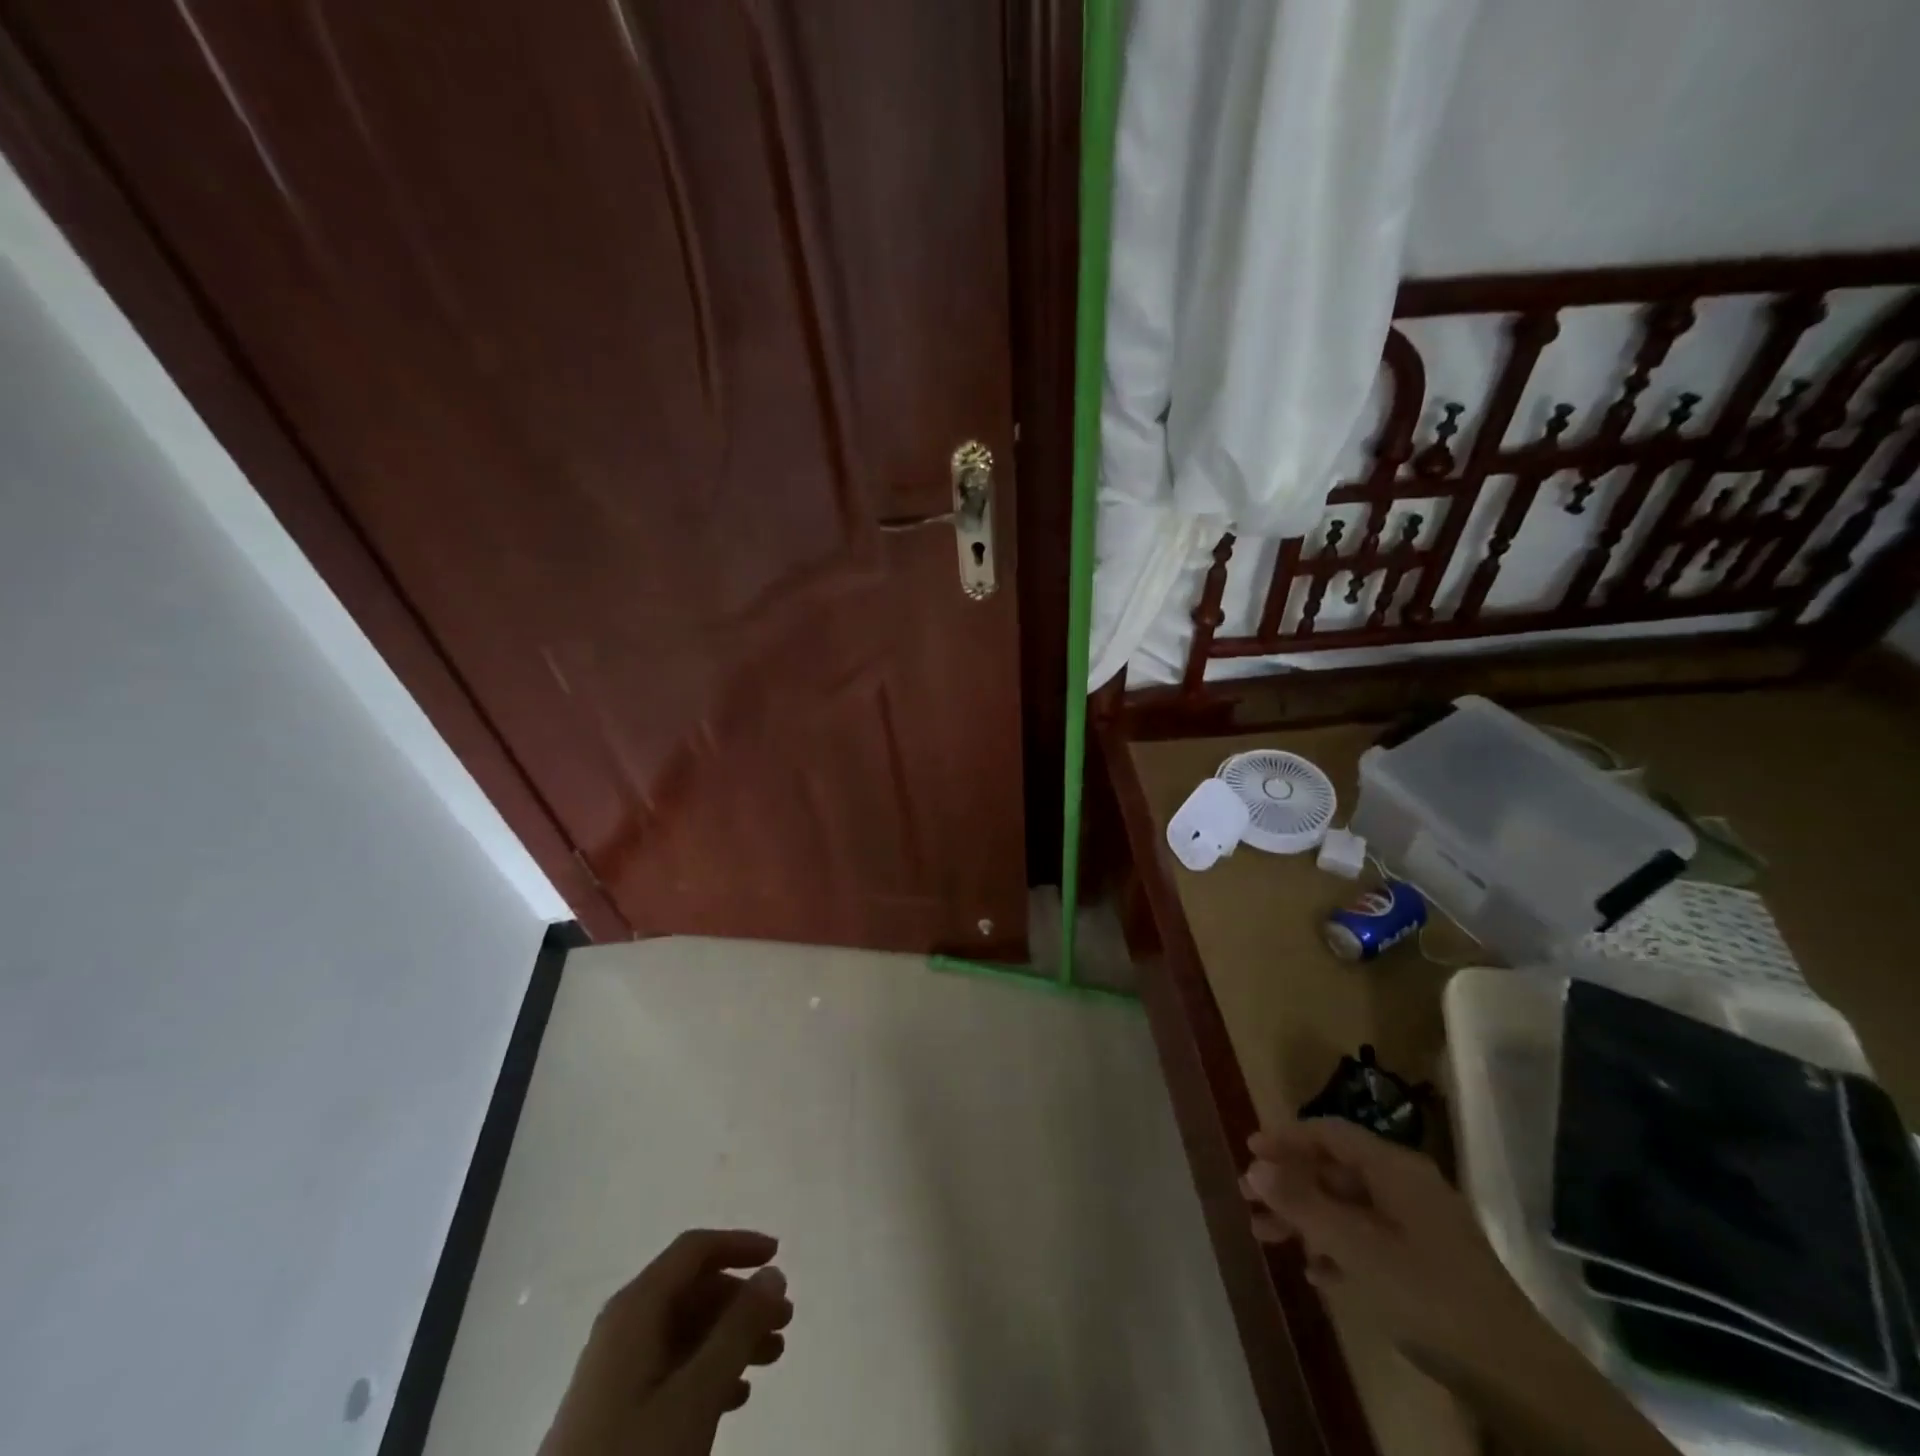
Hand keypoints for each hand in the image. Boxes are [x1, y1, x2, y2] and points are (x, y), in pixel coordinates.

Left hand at [539, 1229, 791, 1455]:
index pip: (693, 1251)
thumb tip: (773, 1273)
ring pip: (685, 1331)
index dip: (738, 1245)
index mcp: (634, 1310)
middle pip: (692, 1290)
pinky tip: (736, 1397)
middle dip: (742, 1301)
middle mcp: (622, 1329)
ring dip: (731, 1338)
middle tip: (784, 1323)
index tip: (779, 1256)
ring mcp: (616, 1372)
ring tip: (772, 1358)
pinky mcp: (614, 1412)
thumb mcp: (695, 1395)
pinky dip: (709, 1371)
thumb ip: (738, 1329)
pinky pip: (671, 1368)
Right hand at [1241, 1119, 1536, 1376]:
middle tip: (1248, 1198)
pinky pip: (1368, 1242)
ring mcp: (1419, 1228)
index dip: (1287, 1138)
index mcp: (1395, 1169)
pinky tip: (1315, 1274)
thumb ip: (1303, 1204)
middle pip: (1334, 1171)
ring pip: (1347, 1209)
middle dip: (1289, 1184)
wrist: (1516, 1377)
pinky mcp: (1427, 1267)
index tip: (1249, 1149)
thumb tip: (1256, 1166)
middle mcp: (1406, 1187)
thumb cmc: (1429, 1293)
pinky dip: (1336, 1250)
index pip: (1330, 1134)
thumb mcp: (1356, 1248)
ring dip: (1305, 1219)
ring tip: (1265, 1237)